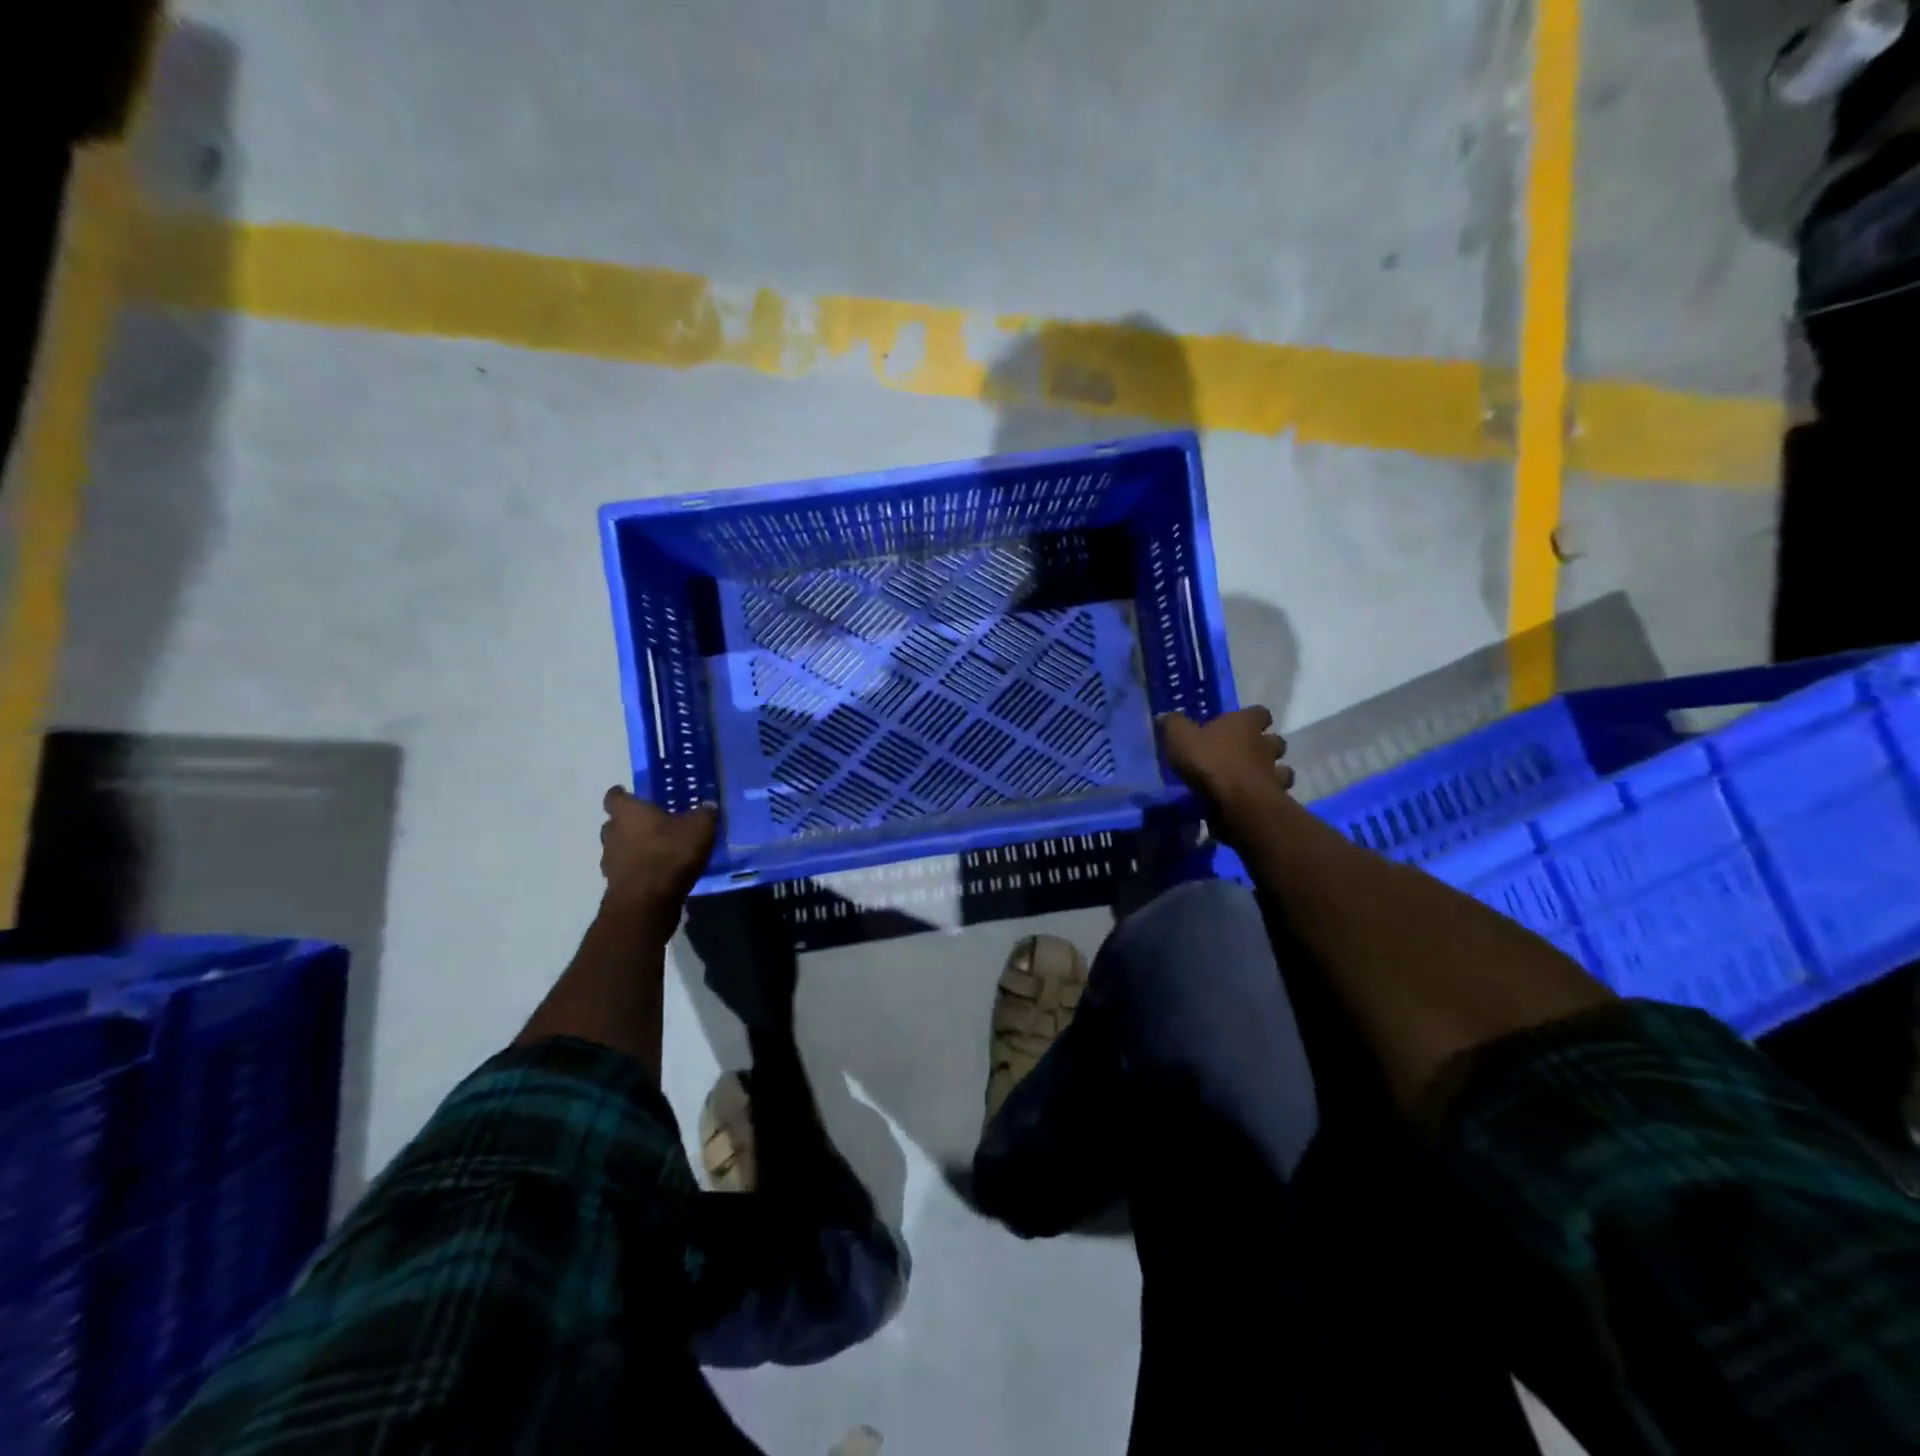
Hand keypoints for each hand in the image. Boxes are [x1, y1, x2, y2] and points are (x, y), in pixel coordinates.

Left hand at [600, 786, 718, 917]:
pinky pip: (625, 871)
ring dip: (632, 848)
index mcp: (628, 813)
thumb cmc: (670, 854)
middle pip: (613, 823)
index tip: (631, 795)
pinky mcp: (615, 886)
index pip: (615, 796)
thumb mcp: (700, 828)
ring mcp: (610, 861)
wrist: (647, 903)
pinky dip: (637, 870)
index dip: (622, 794)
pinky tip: (657, 873)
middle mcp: (612, 833)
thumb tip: (709, 806)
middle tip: (651, 824)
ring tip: (656, 851)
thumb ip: (705, 814)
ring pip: (617, 848)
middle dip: (628, 823)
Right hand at [1158, 707, 1293, 835]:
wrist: (1237, 804)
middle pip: (1274, 740)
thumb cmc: (1210, 763)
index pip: (1259, 712)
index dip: (1251, 717)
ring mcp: (1274, 773)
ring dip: (1271, 772)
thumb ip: (1173, 725)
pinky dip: (1269, 796)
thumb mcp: (1180, 738)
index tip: (1240, 724)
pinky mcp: (1276, 798)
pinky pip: (1277, 794)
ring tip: (1253, 779)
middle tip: (1246, 754)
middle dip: (1265, 745)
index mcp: (1244, 724)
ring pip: (1282, 768)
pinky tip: (1252, 801)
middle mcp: (1265, 744)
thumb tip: (1165, 716)